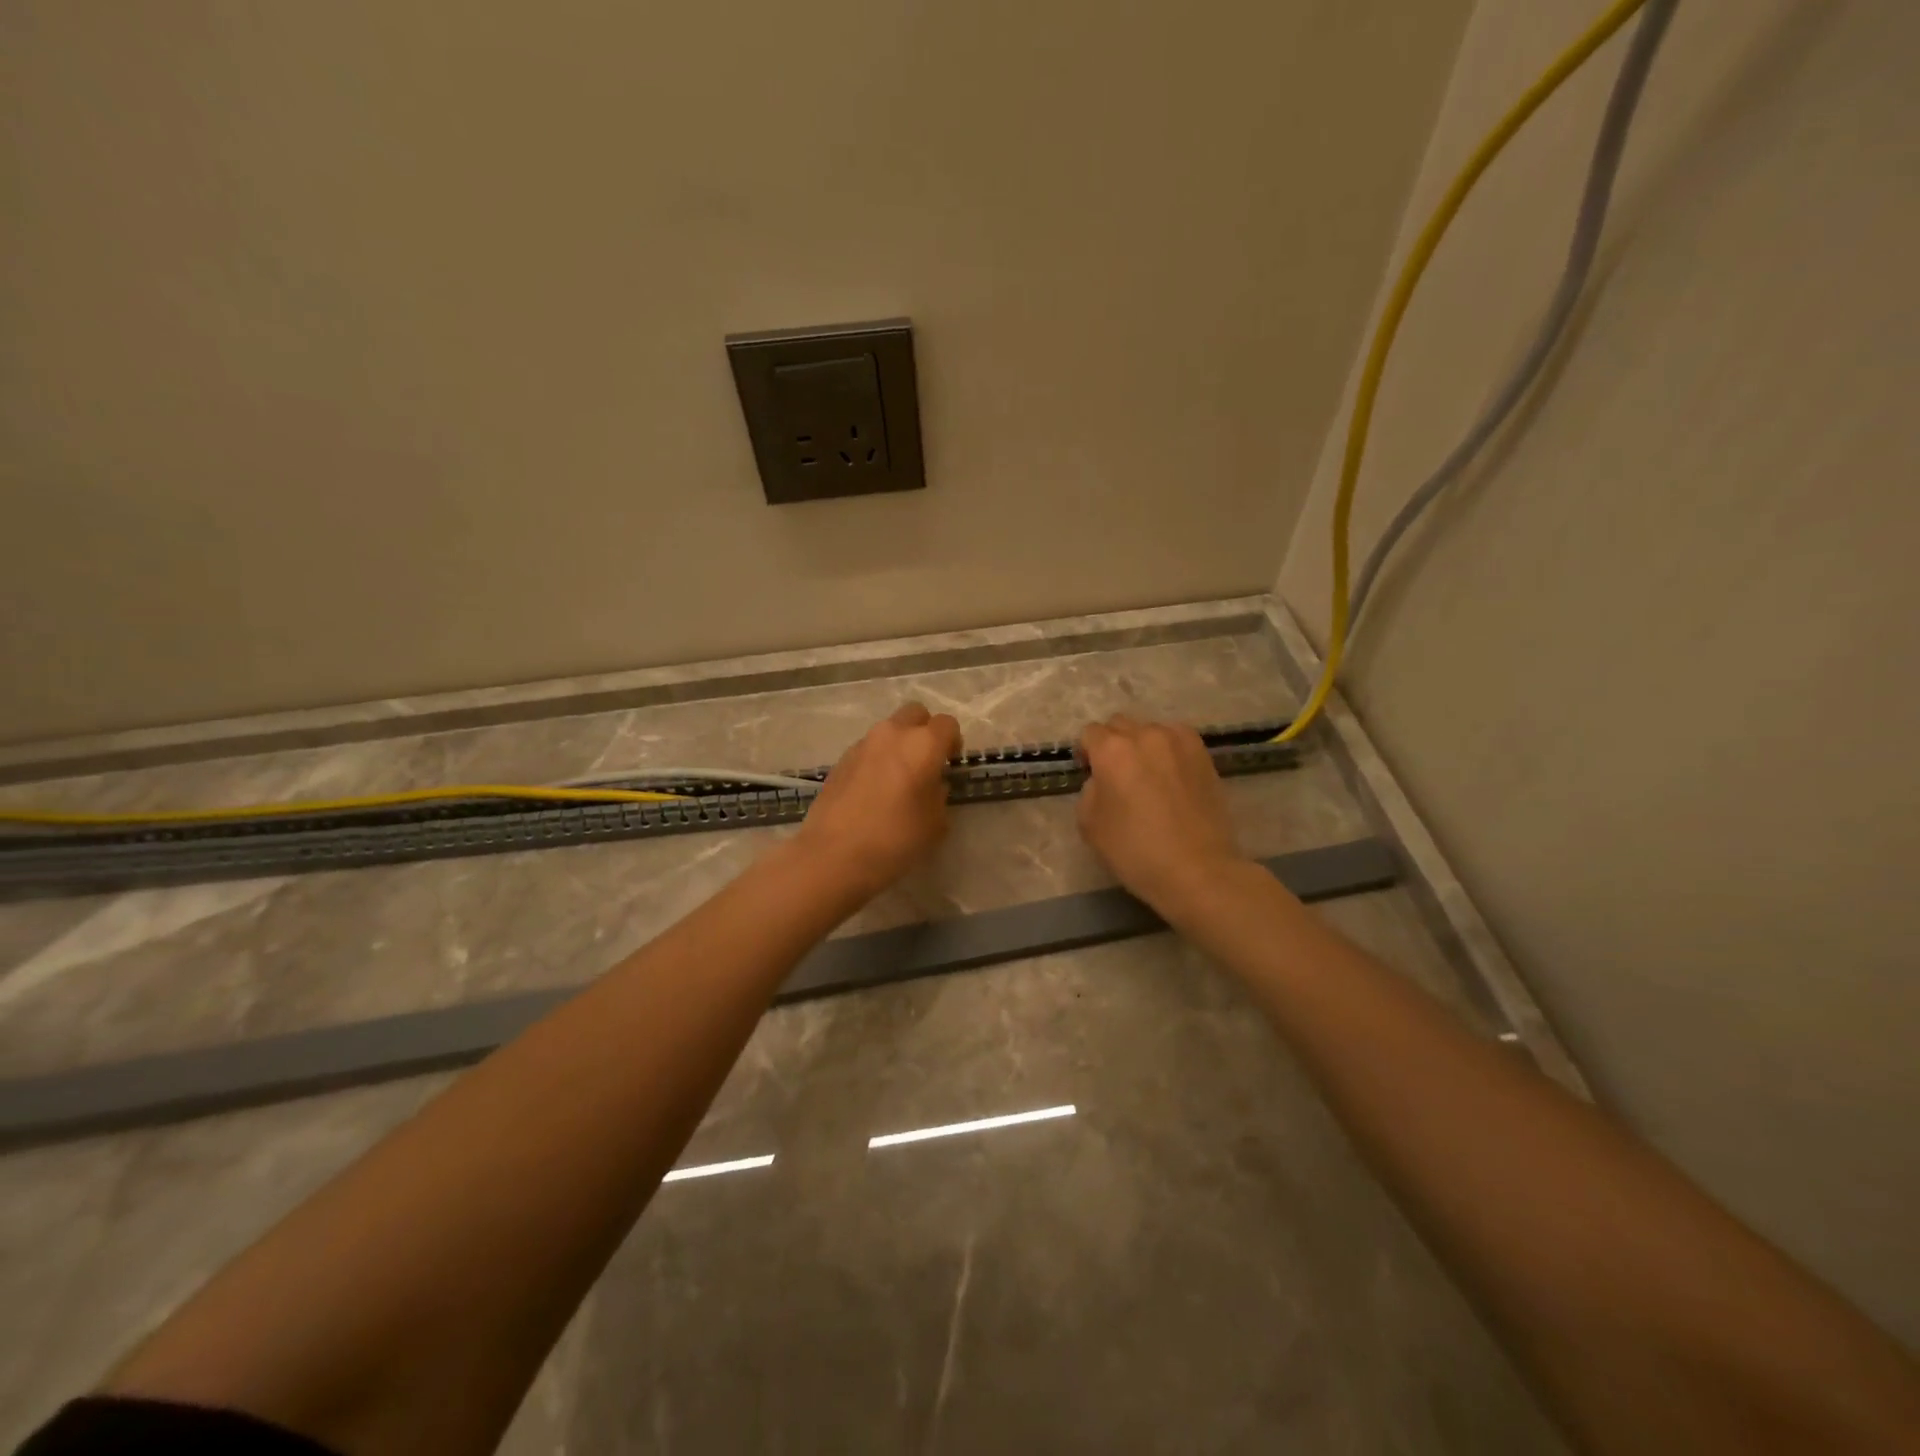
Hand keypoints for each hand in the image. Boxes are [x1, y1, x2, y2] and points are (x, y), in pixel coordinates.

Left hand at [795, 702, 962, 899]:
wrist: (834, 854)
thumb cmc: (895, 839)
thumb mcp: (935, 823)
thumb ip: (939, 795)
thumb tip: (932, 785)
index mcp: (923, 744)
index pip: (947, 724)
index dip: (953, 742)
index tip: (950, 765)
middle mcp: (892, 734)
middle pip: (915, 713)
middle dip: (925, 731)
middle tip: (926, 763)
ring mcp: (862, 744)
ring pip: (889, 729)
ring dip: (899, 745)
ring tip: (897, 779)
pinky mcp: (840, 759)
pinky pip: (868, 748)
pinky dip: (876, 759)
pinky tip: (873, 790)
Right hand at [1076, 714, 1246, 918]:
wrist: (1197, 869)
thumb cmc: (1135, 850)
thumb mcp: (1089, 824)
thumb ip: (1090, 790)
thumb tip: (1103, 780)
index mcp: (1112, 750)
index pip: (1090, 733)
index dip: (1086, 752)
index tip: (1089, 773)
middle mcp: (1145, 735)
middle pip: (1120, 725)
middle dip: (1113, 743)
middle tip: (1116, 774)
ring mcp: (1179, 741)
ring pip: (1151, 730)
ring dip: (1142, 745)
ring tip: (1147, 774)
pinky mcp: (1204, 754)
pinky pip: (1177, 740)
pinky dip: (1168, 750)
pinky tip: (1171, 776)